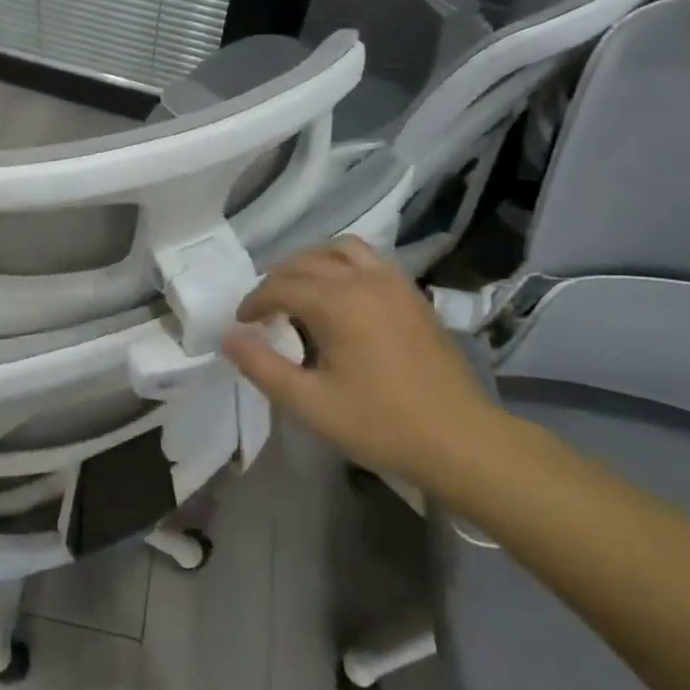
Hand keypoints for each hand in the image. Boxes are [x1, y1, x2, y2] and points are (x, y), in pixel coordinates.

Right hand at [221, 237, 505, 490]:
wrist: (461, 440)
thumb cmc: (381, 424)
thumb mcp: (310, 404)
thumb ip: (262, 367)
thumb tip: (228, 337)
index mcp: (338, 303)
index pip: (281, 287)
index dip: (255, 302)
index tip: (243, 323)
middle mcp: (364, 280)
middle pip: (307, 261)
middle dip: (278, 279)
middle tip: (264, 309)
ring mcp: (394, 283)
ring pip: (342, 249)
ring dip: (313, 261)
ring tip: (300, 288)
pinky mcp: (413, 295)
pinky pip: (370, 260)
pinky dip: (344, 264)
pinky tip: (341, 294)